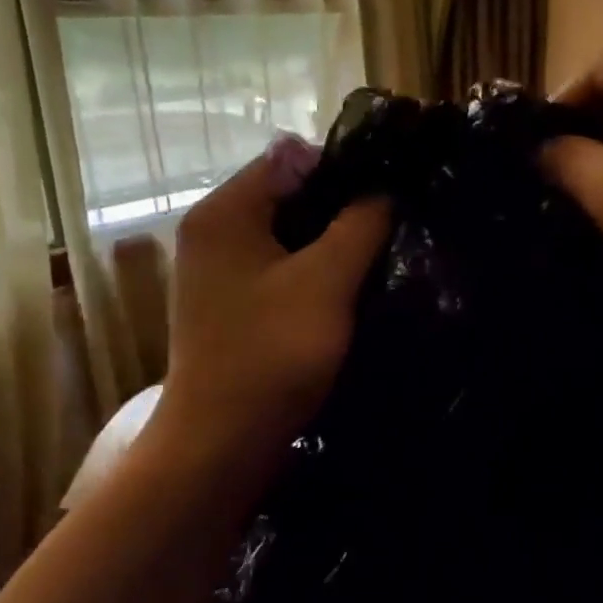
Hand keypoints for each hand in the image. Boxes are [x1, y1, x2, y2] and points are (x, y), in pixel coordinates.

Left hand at [153, 135, 390, 464]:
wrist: (222, 443)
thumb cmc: (272, 354)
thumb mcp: (326, 282)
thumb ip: (359, 225)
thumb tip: (382, 190)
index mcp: (223, 212)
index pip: (290, 159)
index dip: (344, 170)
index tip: (389, 198)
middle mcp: (212, 235)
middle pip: (288, 200)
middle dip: (340, 214)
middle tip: (388, 235)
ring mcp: (217, 277)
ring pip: (287, 242)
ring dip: (330, 251)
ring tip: (375, 266)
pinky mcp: (230, 312)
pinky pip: (279, 277)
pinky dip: (312, 281)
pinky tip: (345, 300)